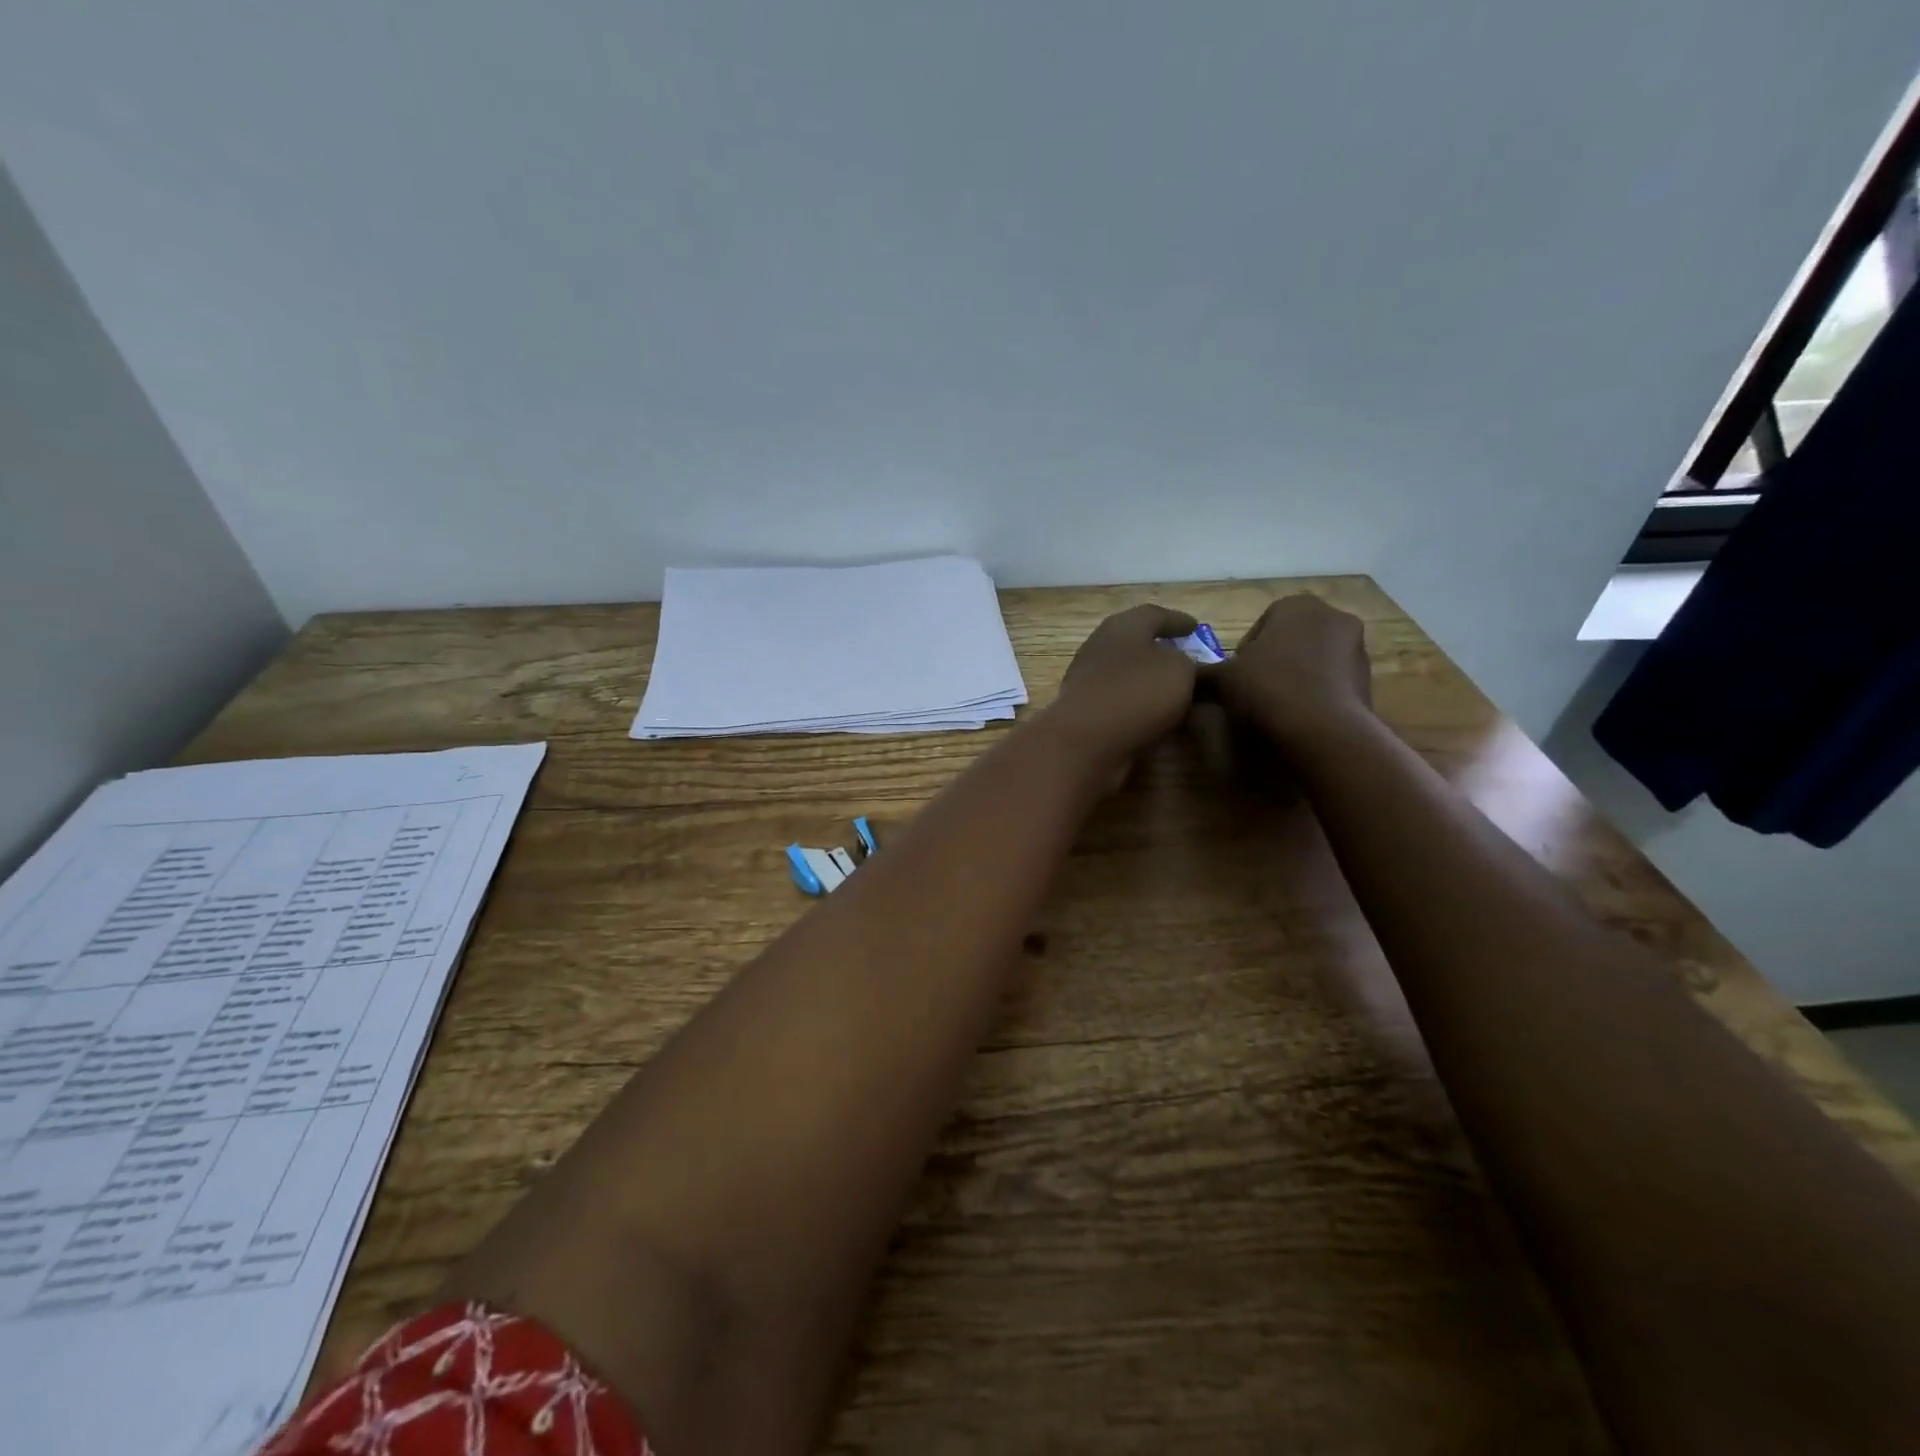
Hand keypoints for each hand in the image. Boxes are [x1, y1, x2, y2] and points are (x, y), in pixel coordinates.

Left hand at [1047, 604, 1200, 773]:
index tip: (1195, 627)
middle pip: (1134, 643)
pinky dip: (1138, 705)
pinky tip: (1156, 718)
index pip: (1153, 615)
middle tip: (1186, 658)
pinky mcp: (1084, 712)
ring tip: (1177, 691)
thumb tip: (1182, 666)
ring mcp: (1087, 681)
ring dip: (1149, 680)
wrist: (1085, 742)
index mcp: (1122, 627)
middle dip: (1160, 650)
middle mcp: (1100, 648)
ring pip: (1125, 674)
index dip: (1177, 620)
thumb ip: (1187, 663)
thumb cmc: (1137, 693)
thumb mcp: (1180, 670)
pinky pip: (1119, 702)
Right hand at [1206, 595, 1372, 755]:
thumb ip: (1203, 673)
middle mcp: (1333, 617)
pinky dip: (1316, 695)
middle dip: (1274, 662)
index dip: (1244, 653)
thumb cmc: (1268, 688)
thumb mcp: (1222, 680)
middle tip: (1253, 691)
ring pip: (1314, 661)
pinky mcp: (1369, 680)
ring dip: (1296, 678)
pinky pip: (1332, 683)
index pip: (1262, 624)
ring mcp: (1357, 649)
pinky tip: (1299, 718)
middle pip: (1291, 640)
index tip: (1236, 678)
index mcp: (1296, 606)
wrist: (1323, 731)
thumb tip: (1186, 676)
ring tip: (1276, 708)